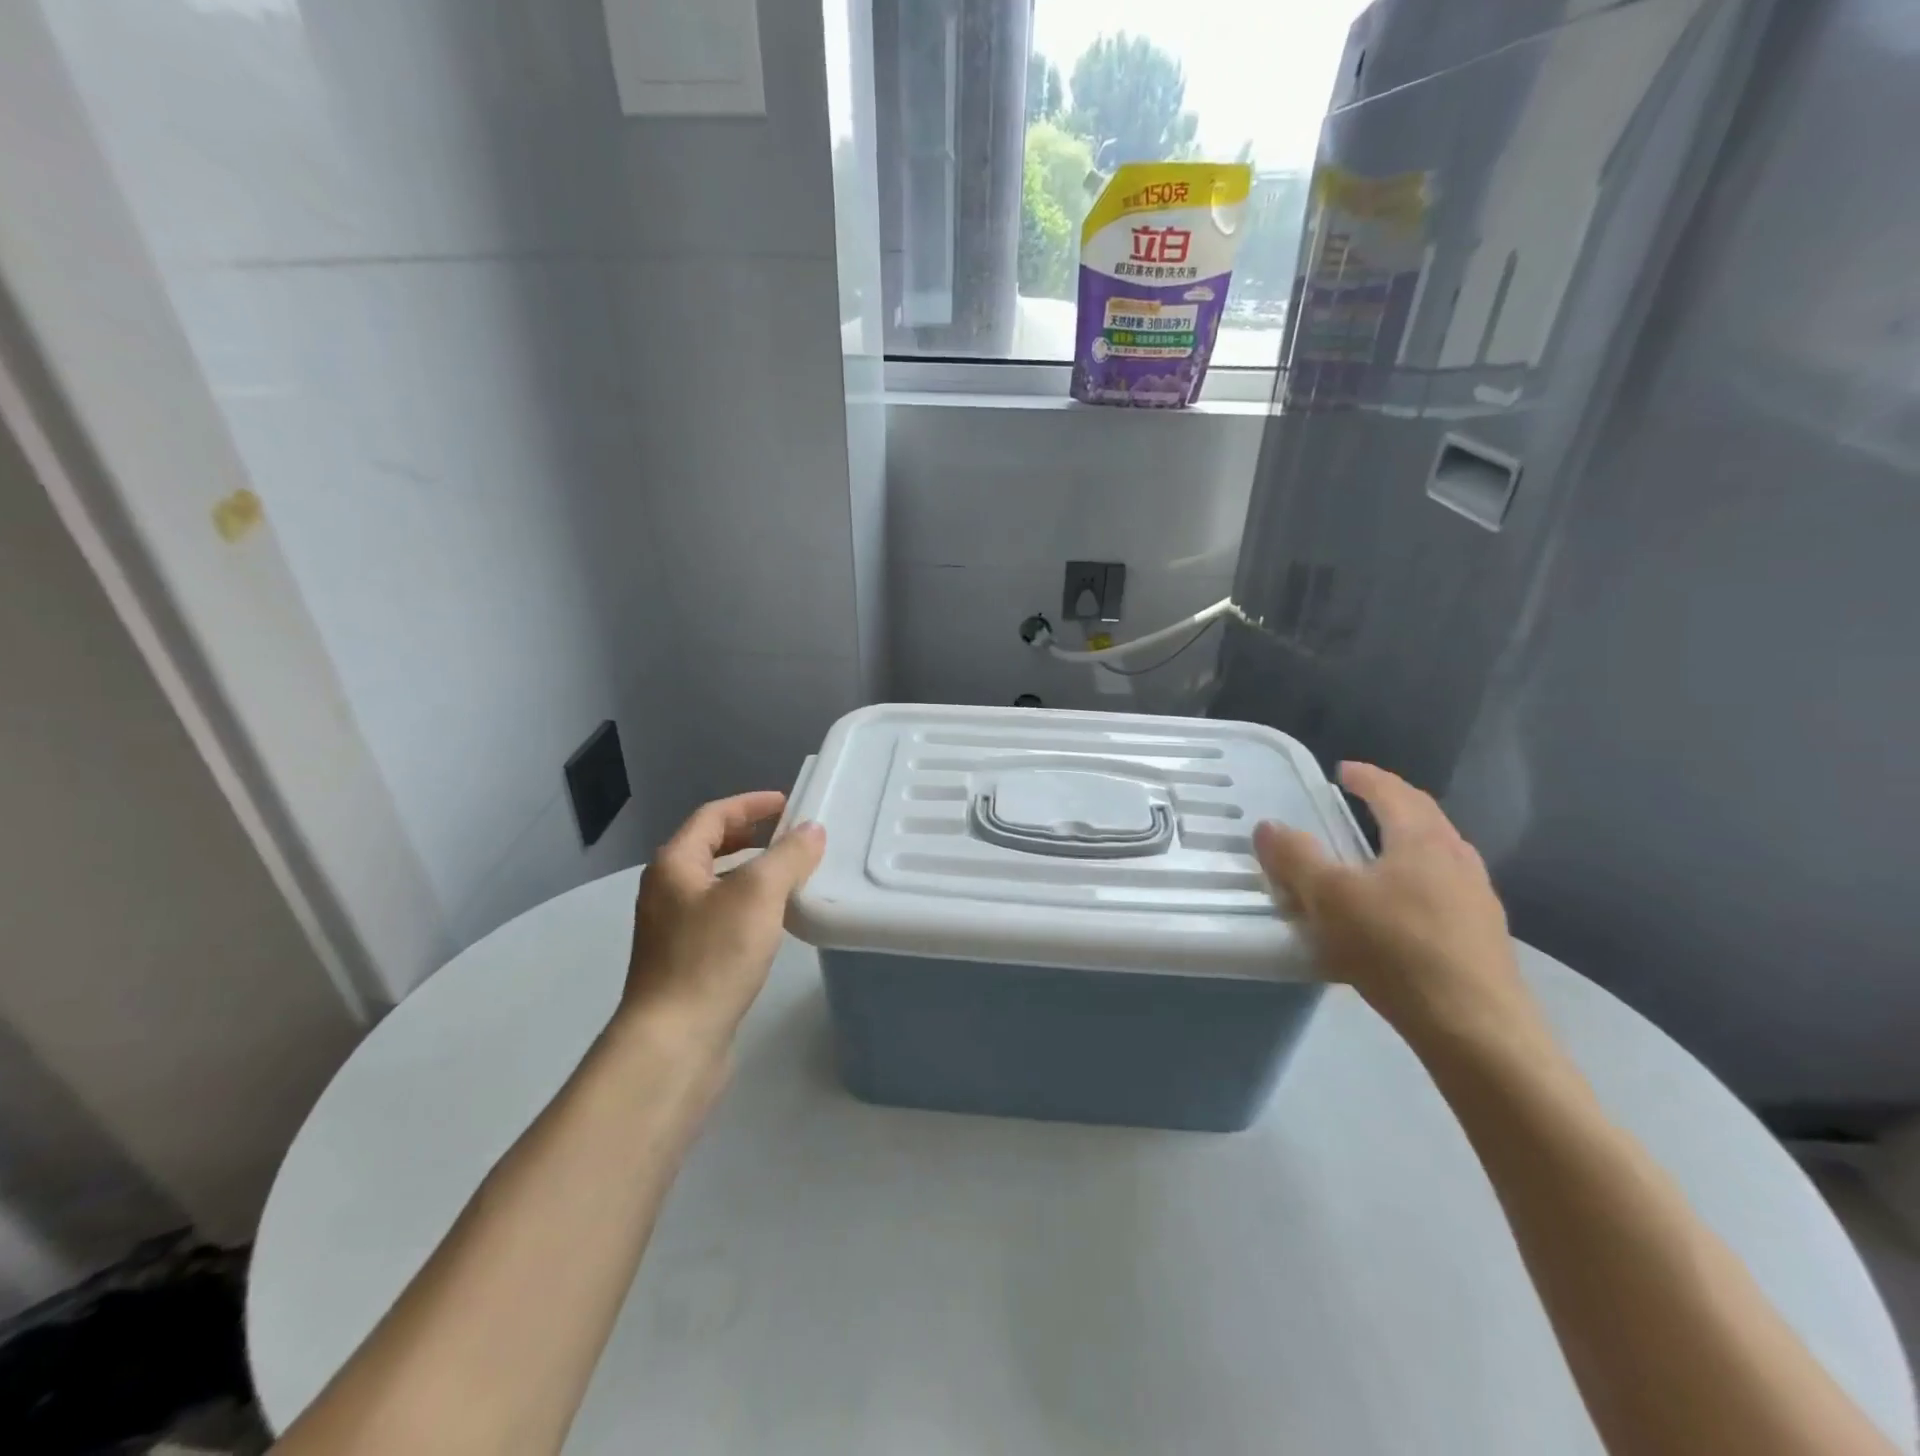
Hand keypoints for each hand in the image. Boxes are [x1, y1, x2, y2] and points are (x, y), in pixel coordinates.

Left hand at [621, 792, 825, 1056]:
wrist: (673, 1042)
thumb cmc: (712, 957)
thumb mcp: (757, 896)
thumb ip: (787, 857)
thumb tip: (811, 831)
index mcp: (675, 865)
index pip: (713, 816)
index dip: (750, 804)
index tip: (788, 801)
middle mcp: (667, 891)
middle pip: (710, 847)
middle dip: (750, 835)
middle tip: (790, 834)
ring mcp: (673, 928)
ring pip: (717, 883)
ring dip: (751, 871)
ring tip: (790, 873)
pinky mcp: (686, 961)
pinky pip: (721, 915)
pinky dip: (748, 904)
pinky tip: (773, 921)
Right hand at [1254, 762, 1541, 1050]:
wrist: (1474, 1027)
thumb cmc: (1396, 948)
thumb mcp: (1329, 898)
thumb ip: (1296, 858)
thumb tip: (1269, 826)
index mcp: (1422, 840)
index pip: (1393, 792)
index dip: (1366, 777)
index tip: (1343, 769)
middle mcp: (1456, 859)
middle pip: (1424, 818)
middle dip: (1392, 803)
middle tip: (1362, 802)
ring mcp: (1477, 899)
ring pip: (1440, 855)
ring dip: (1409, 842)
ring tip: (1381, 853)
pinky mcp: (1482, 937)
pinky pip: (1445, 891)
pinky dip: (1418, 881)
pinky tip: (1402, 909)